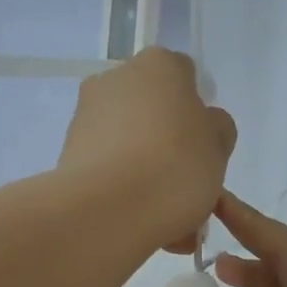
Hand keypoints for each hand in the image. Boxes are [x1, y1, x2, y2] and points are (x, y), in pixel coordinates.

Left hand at [58, 47, 236, 253]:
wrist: (109, 211)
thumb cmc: (176, 167)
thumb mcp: (218, 148)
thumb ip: (216, 129)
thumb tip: (203, 125)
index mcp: (158, 66)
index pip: (184, 75)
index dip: (197, 110)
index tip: (203, 144)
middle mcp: (115, 79)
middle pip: (151, 108)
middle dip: (167, 140)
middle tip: (185, 181)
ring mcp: (86, 116)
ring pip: (128, 141)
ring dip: (145, 168)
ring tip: (166, 215)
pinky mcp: (67, 153)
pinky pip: (107, 167)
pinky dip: (123, 186)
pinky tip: (141, 220)